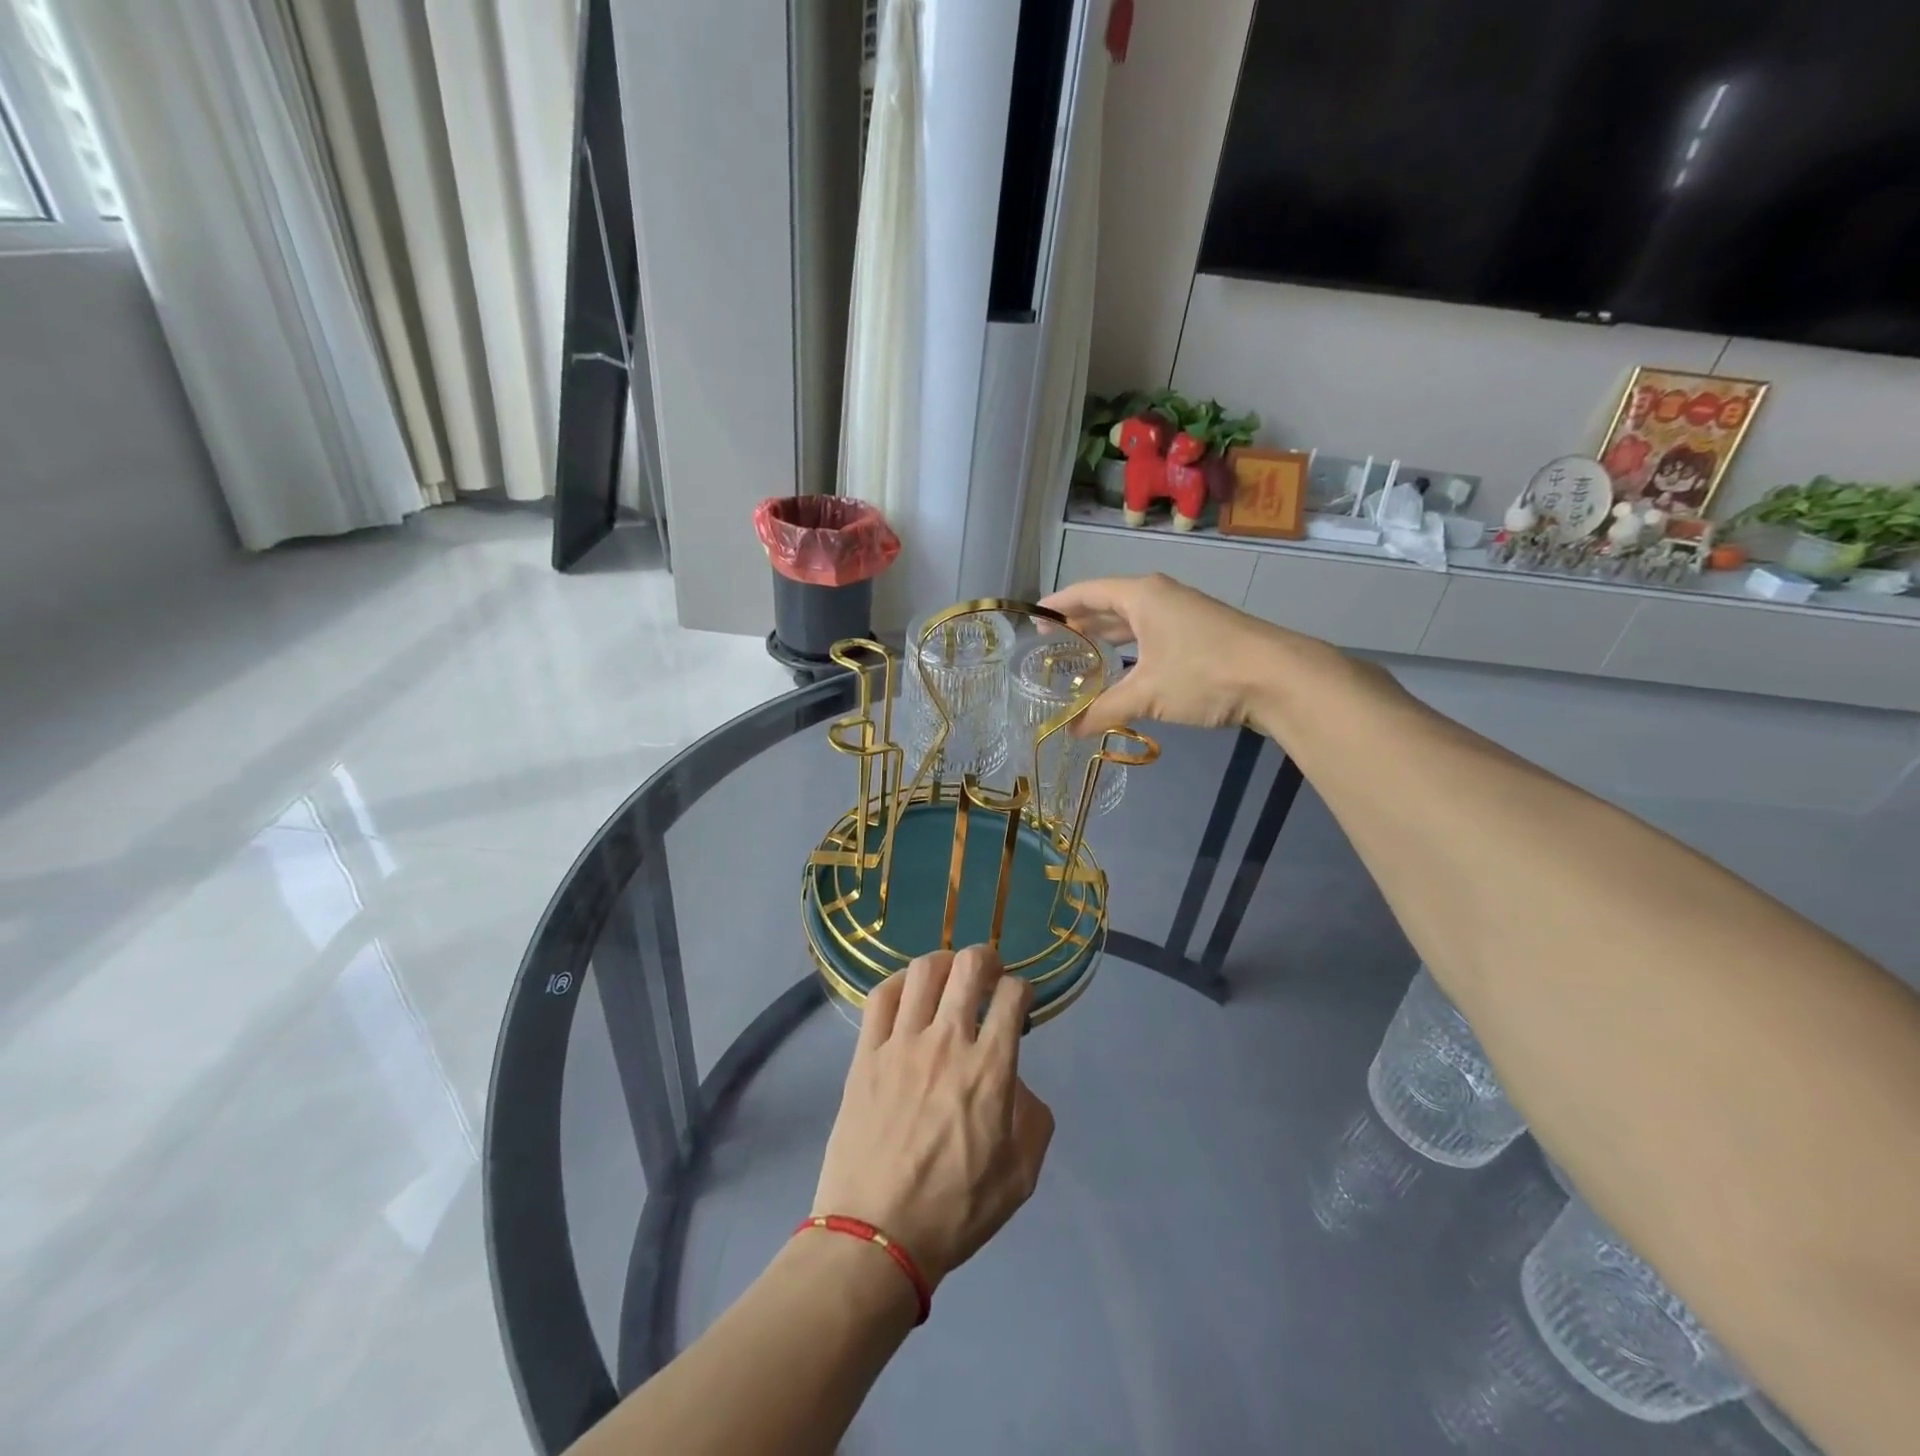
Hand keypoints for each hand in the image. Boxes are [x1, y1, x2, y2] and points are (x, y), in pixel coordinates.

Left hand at [813, 947, 1054, 1288]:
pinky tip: (907, 992)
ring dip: (944, 963)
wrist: (876, 1236)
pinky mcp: (866, 1053)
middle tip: (989, 972)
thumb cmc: (955, 1211)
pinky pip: (880, 997)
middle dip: (987, 958)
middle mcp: (947, 1042)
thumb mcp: (1021, 1175)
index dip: (1023, 989)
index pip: (1013, 996)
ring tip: (949, 976)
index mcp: (990, 1069)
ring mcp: (902, 1044)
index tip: (1020, 1002)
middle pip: (969, 966)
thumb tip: (1016, 1081)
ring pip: (924, 971)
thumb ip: (1032, 1117)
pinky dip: (898, 982)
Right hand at [1041, 574, 1294, 737]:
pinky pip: (1152, 636)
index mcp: (1142, 595)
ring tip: (1080, 655)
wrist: (1279, 677)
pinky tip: (1124, 669)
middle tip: (1051, 642)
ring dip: (1107, 636)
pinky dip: (1131, 649)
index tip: (1034, 618)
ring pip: (1133, 621)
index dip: (1058, 605)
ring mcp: (1183, 615)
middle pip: (1109, 604)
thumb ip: (1104, 710)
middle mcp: (1160, 597)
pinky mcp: (1200, 635)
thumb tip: (1070, 732)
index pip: (1087, 592)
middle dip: (1080, 622)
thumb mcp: (1147, 694)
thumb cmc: (1203, 672)